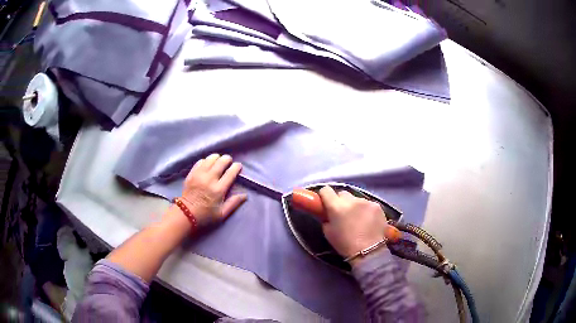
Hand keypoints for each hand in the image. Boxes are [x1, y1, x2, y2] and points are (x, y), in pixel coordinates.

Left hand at [181, 154, 246, 225]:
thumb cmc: (206, 215)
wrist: (186, 214)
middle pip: (221, 162)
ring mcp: (199, 175)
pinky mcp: (191, 173)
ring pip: (210, 159)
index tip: (238, 166)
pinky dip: (206, 161)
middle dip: (227, 159)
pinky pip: (200, 161)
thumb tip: (245, 195)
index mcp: (218, 190)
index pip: (230, 173)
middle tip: (229, 162)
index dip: (236, 167)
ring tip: (219, 161)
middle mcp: (209, 179)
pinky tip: (208, 164)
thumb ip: (234, 203)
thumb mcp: (222, 213)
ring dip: (217, 158)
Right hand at [318, 186, 387, 258]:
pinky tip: (368, 221)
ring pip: (356, 199)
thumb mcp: (328, 232)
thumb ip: (326, 218)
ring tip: (358, 219)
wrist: (369, 251)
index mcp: (336, 206)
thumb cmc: (345, 244)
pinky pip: (367, 204)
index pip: (326, 190)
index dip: (325, 196)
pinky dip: (366, 210)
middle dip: (340, 201)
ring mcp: (366, 201)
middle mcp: (351, 200)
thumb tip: (328, 213)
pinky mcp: (377, 205)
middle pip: (342, 193)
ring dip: (354, 206)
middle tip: (342, 213)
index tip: (326, 203)